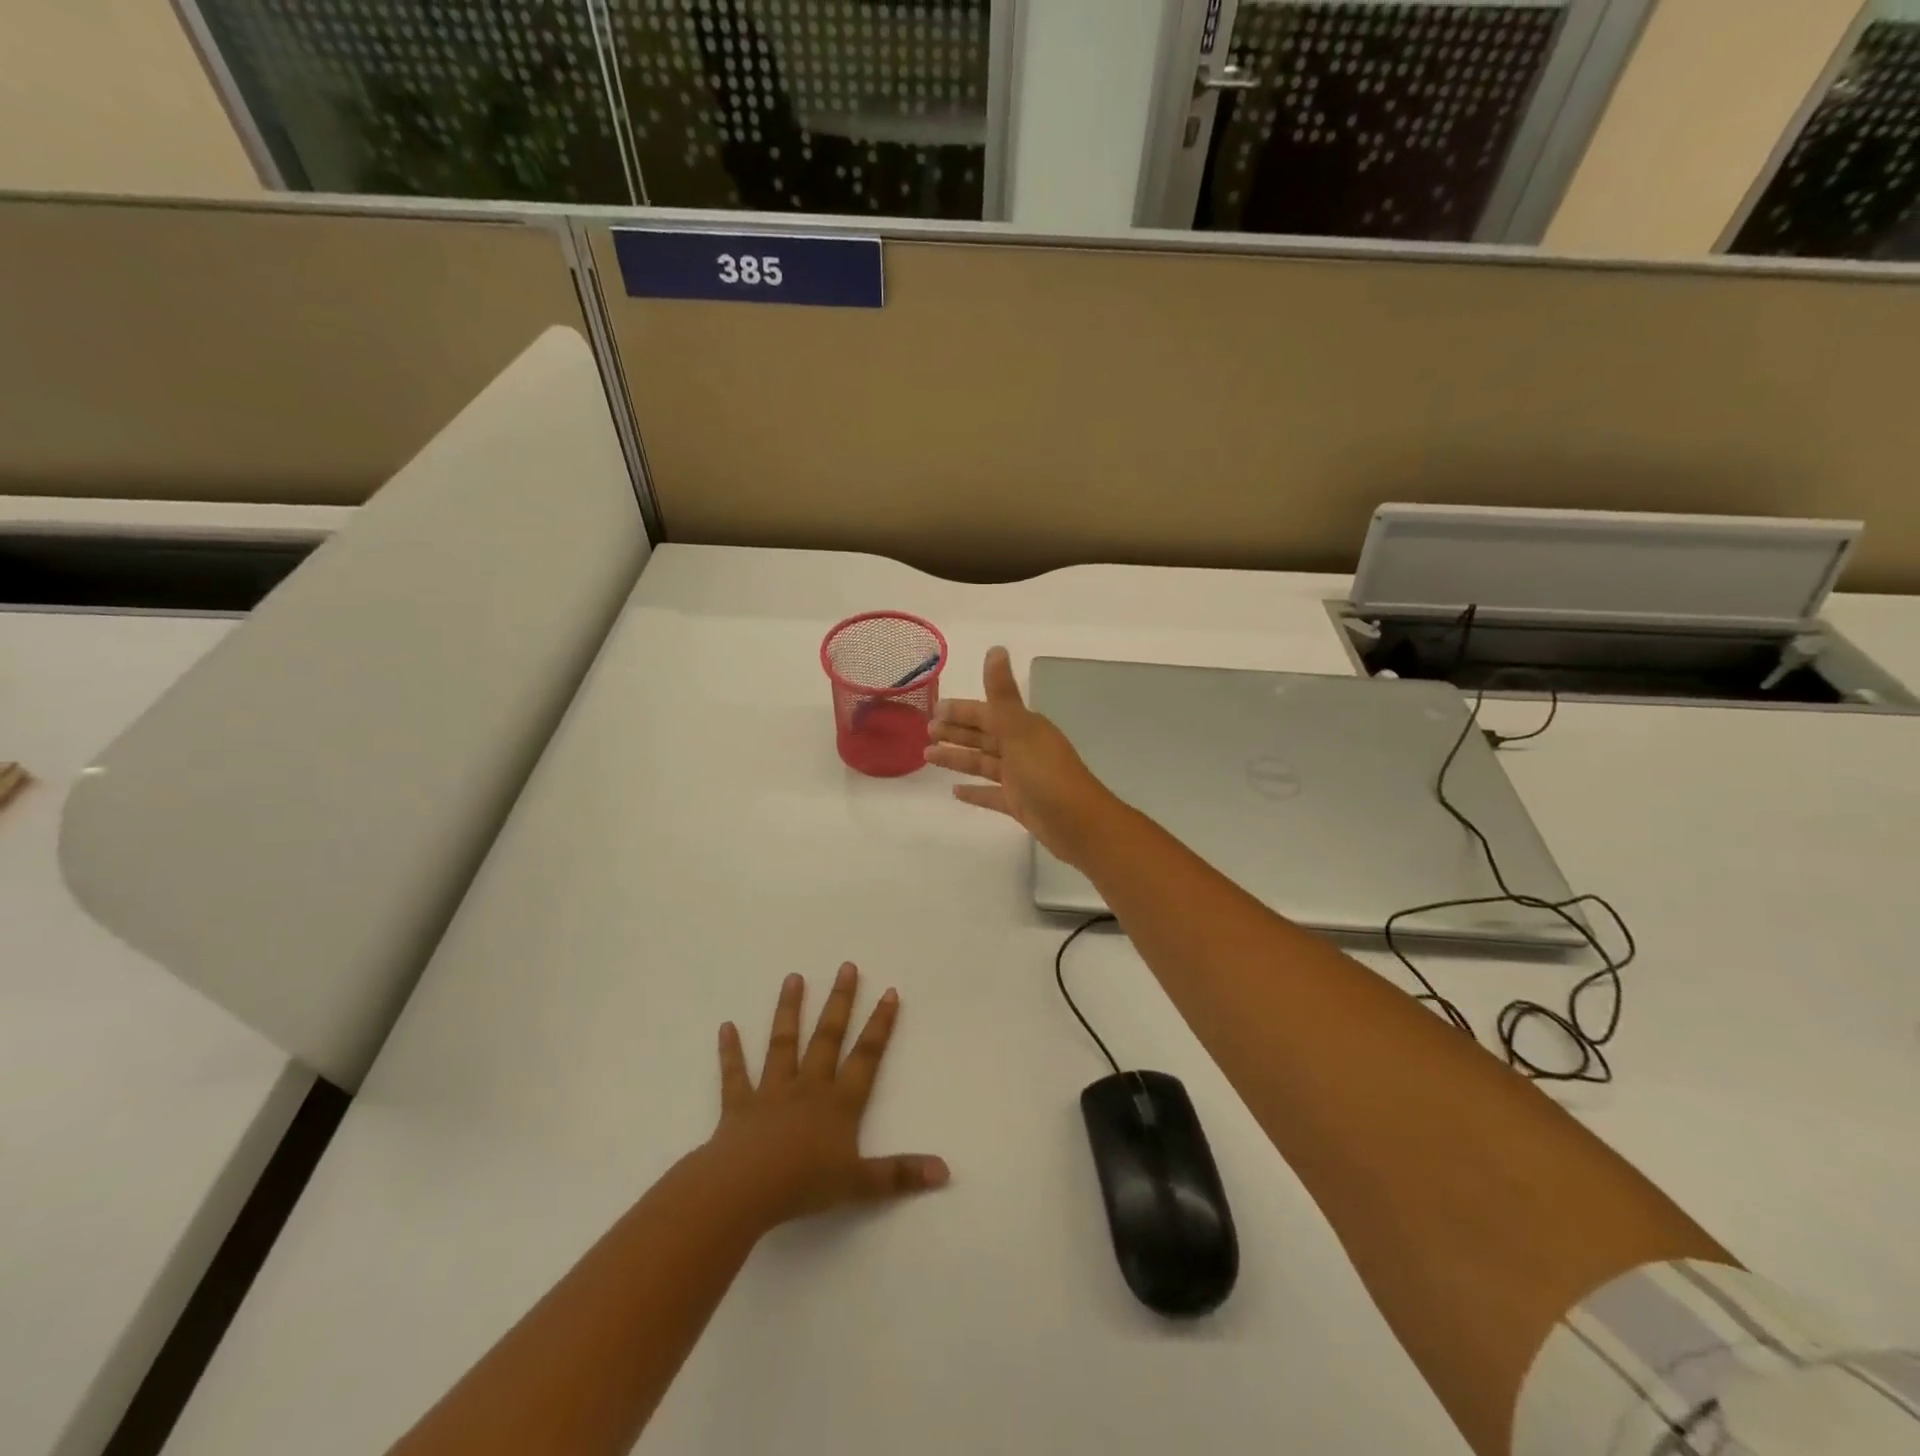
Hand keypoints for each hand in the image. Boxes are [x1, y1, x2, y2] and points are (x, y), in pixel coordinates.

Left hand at [709, 963, 948, 1227]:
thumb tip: (945, 1171)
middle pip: (827, 1037)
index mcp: (839, 1103)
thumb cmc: (804, 1185)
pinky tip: (726, 1027)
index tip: (889, 992)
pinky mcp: (738, 1106)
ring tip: (793, 978)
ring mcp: (771, 1092)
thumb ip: (900, 1175)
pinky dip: (730, 1052)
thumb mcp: (860, 1184)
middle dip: (840, 1002)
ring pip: (783, 1044)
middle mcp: (808, 1087)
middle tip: (846, 967)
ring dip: (789, 1011)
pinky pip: (735, 1075)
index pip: (866, 1056)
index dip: (880, 1025)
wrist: (744, 1190)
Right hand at [924, 646, 1121, 868]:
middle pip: (983, 736)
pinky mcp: (1020, 804)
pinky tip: (954, 792)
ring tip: (928, 756)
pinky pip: (991, 794)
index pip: (986, 713)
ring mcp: (1021, 778)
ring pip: (983, 763)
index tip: (934, 709)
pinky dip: (974, 791)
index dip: (961, 710)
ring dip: (958, 758)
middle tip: (926, 731)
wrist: (1080, 825)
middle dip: (956, 732)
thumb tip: (995, 649)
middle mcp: (1022, 749)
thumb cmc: (1048, 775)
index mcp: (1024, 728)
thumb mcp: (1020, 731)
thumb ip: (1002, 694)